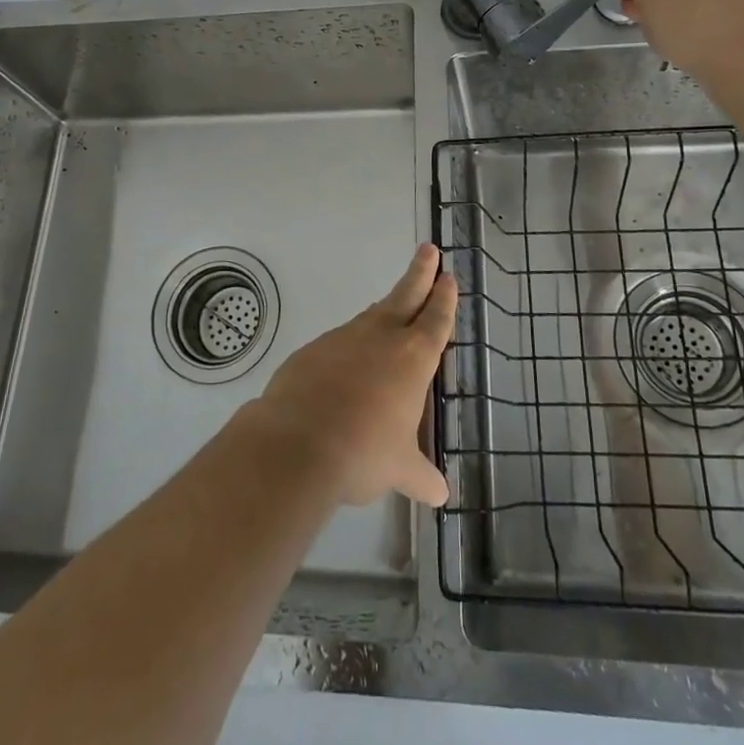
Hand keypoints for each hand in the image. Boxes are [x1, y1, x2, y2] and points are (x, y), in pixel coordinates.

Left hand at [249, 243, 456, 507]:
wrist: (296, 442)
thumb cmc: (362, 452)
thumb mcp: (400, 470)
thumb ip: (421, 478)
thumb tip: (440, 495)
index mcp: (412, 358)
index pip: (435, 320)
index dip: (444, 299)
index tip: (447, 277)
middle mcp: (380, 337)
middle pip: (406, 295)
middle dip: (420, 273)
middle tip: (429, 250)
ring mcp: (344, 338)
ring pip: (371, 316)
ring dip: (386, 309)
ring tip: (394, 308)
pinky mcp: (314, 349)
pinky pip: (341, 341)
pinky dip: (351, 344)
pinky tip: (348, 363)